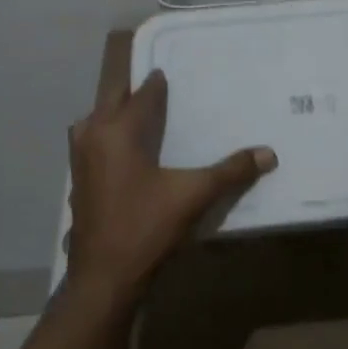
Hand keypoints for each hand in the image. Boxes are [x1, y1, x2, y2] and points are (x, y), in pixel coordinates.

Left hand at [67, 69, 276, 300]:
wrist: (104, 277)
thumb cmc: (146, 228)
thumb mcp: (194, 196)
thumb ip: (231, 172)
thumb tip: (268, 153)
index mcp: (117, 131)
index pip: (141, 95)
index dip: (156, 83)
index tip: (167, 71)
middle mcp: (93, 137)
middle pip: (111, 101)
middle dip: (132, 92)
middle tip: (155, 88)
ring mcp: (80, 162)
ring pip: (94, 123)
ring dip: (113, 114)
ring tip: (137, 116)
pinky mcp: (78, 184)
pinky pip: (90, 145)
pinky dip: (105, 138)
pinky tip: (123, 154)